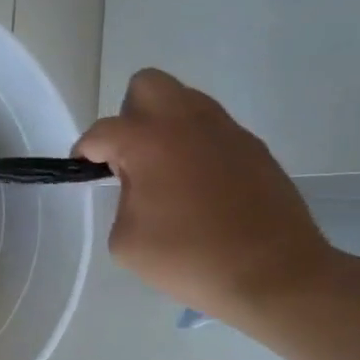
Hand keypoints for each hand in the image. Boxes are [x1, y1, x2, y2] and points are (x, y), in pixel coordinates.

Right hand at [75, 70, 337, 326]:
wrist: (273, 274)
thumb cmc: (188, 258)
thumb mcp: (126, 239)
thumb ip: (121, 200)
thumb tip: (138, 187)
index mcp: (147, 141)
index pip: (102, 131)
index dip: (86, 152)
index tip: (86, 172)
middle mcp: (186, 122)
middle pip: (147, 85)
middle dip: (129, 114)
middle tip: (130, 156)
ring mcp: (226, 131)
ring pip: (185, 102)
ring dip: (166, 126)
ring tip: (165, 172)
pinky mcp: (254, 148)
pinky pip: (213, 130)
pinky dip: (197, 147)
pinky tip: (200, 187)